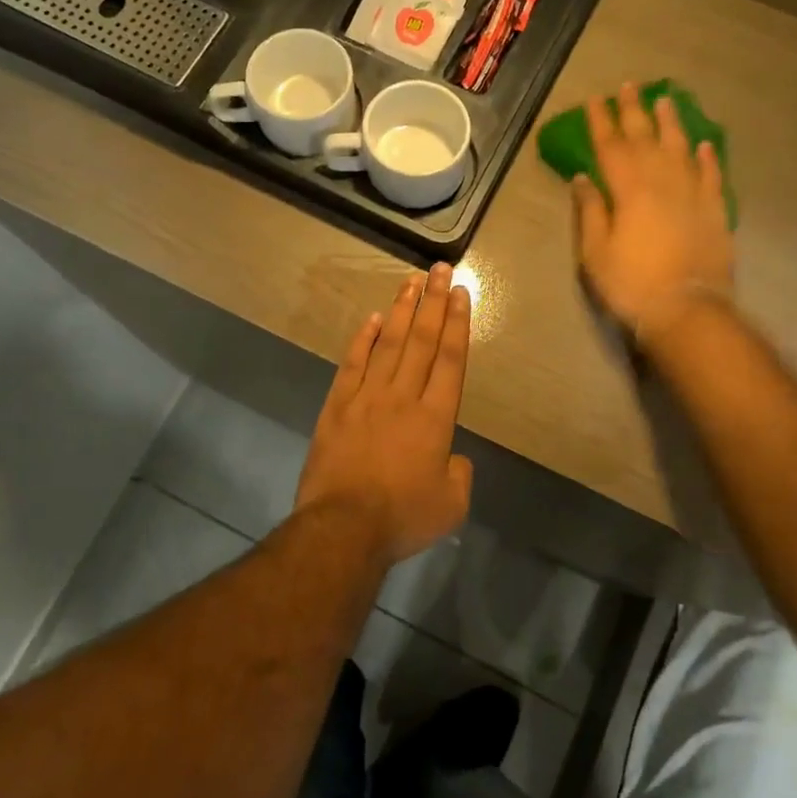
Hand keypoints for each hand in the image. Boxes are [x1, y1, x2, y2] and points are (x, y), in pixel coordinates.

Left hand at [296, 264, 473, 565]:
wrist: (343, 528)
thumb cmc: (403, 518)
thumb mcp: (451, 504)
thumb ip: (459, 474)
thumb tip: (452, 457)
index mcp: (436, 418)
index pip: (450, 359)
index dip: (457, 323)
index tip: (459, 292)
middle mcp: (403, 397)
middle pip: (421, 340)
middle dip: (432, 302)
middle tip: (439, 269)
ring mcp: (366, 397)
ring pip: (387, 343)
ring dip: (401, 310)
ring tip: (410, 281)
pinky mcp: (336, 406)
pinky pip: (352, 363)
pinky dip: (362, 339)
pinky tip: (371, 318)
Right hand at [573, 81, 733, 343]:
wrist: (687, 310)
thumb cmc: (632, 284)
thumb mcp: (595, 253)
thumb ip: (590, 212)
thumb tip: (583, 179)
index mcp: (629, 191)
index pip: (611, 147)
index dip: (602, 122)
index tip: (595, 100)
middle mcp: (662, 182)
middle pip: (646, 139)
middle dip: (634, 111)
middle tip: (628, 87)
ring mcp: (693, 195)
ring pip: (681, 148)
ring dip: (671, 123)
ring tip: (665, 101)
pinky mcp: (715, 211)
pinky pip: (711, 175)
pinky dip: (707, 157)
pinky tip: (703, 144)